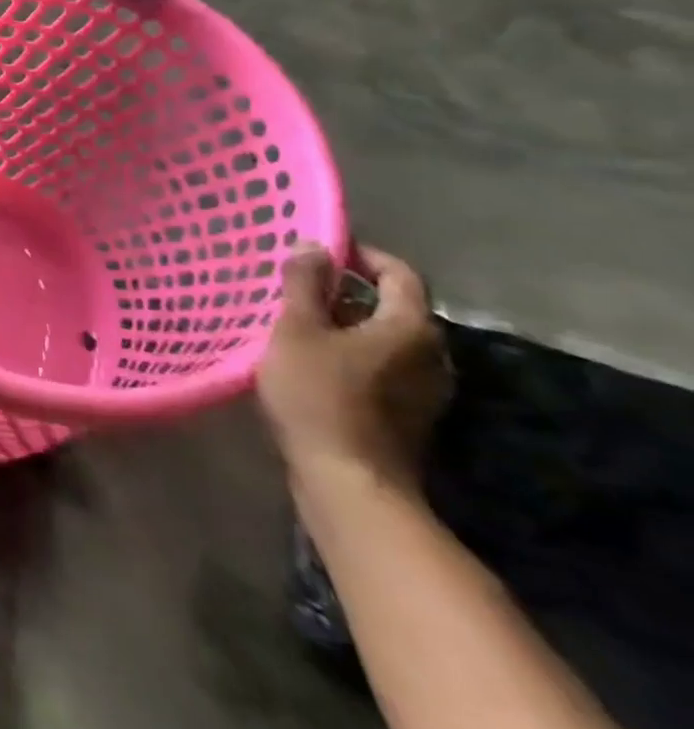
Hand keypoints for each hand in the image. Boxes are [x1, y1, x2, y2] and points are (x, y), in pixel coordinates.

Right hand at [257, 243, 449, 492]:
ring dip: (348, 324)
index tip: (321, 251)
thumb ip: (304, 285)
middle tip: (300, 287)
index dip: (362, 255)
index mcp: (410, 328)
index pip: (399, 273)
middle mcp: (431, 355)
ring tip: (301, 322)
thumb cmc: (319, 396)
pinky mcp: (409, 415)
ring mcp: (425, 390)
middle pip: (394, 307)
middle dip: (349, 291)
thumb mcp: (296, 330)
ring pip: (386, 339)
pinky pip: (383, 367)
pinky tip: (315, 361)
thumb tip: (314, 245)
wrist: (348, 483)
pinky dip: (353, 353)